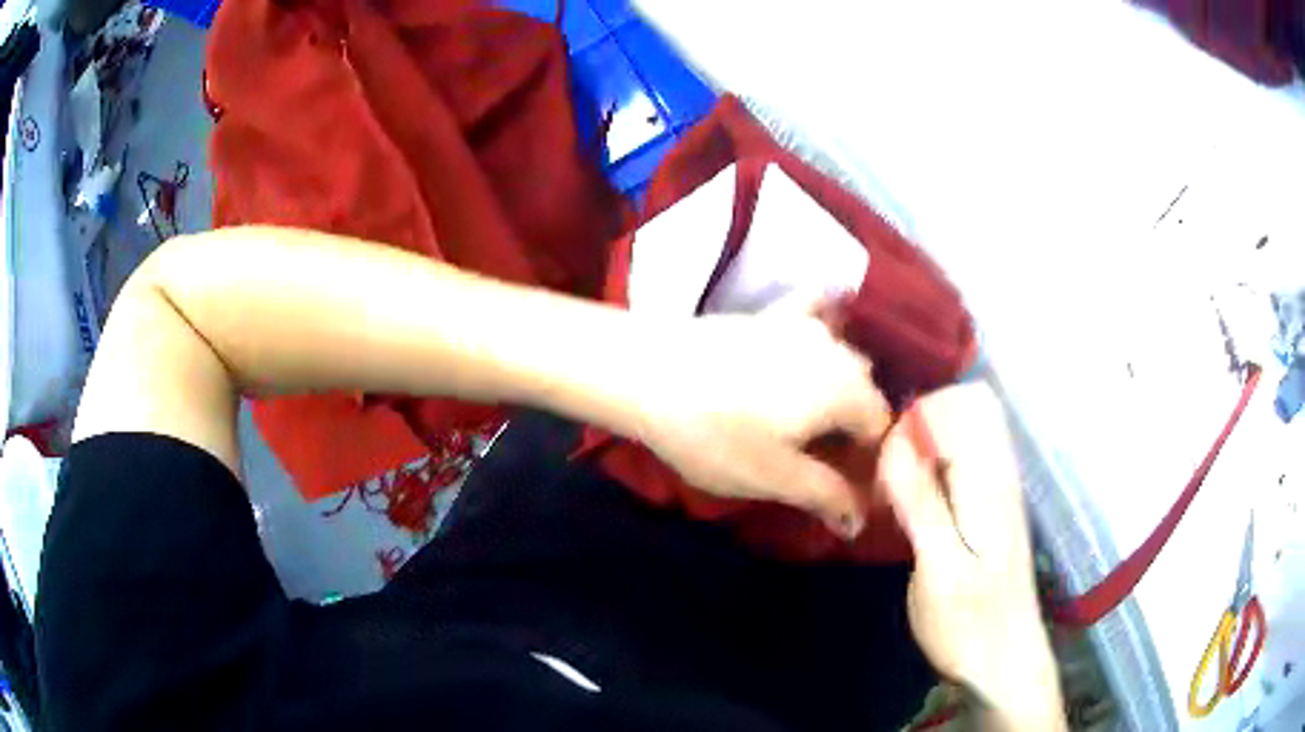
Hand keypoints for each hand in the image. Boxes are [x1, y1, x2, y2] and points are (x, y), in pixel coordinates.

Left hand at [635, 296, 890, 538]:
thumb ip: (826, 496)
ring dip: (838, 391)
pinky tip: (810, 347)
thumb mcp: (775, 477)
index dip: (868, 463)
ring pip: (841, 360)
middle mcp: (837, 350)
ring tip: (806, 422)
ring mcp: (804, 324)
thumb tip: (859, 521)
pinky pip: (813, 316)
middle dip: (853, 429)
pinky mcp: (771, 314)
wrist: (647, 372)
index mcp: (849, 391)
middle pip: (864, 395)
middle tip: (822, 461)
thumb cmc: (715, 435)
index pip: (881, 430)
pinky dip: (822, 331)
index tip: (843, 486)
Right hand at [878, 385, 1064, 730]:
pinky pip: (957, 464)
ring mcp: (994, 490)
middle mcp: (998, 473)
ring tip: (890, 492)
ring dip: (920, 450)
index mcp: (990, 481)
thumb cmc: (970, 624)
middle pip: (964, 410)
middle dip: (918, 427)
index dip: (918, 419)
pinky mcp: (985, 509)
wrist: (1002, 662)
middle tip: (886, 475)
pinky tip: (908, 508)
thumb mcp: (940, 569)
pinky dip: (928, 470)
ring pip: (960, 434)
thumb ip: (922, 503)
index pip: (963, 404)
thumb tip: (895, 442)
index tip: (885, 463)